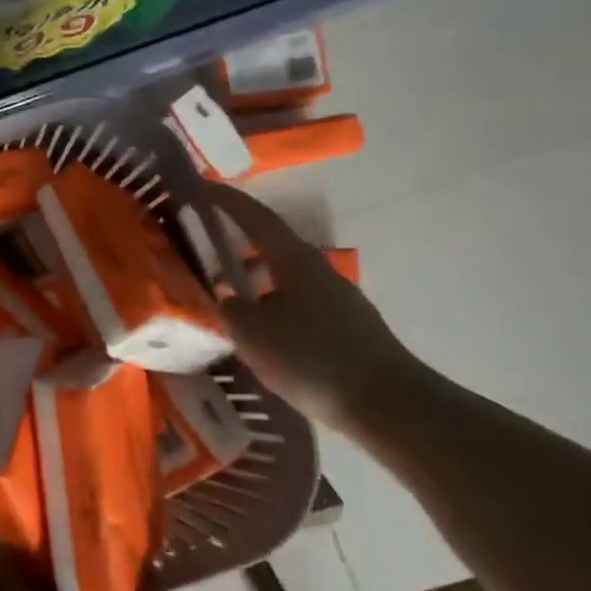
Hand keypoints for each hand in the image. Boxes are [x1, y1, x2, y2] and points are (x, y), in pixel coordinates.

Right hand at [197, 183, 424, 432]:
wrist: (389, 404)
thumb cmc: (312, 358)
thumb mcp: (253, 334)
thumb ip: (231, 309)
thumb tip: (229, 299)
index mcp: (294, 262)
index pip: (256, 219)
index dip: (227, 201)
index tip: (202, 186)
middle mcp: (319, 271)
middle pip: (272, 248)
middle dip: (238, 247)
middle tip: (204, 253)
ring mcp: (338, 299)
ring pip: (285, 279)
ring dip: (255, 282)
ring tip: (227, 302)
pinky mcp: (347, 327)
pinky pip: (298, 304)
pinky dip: (272, 306)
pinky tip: (261, 334)